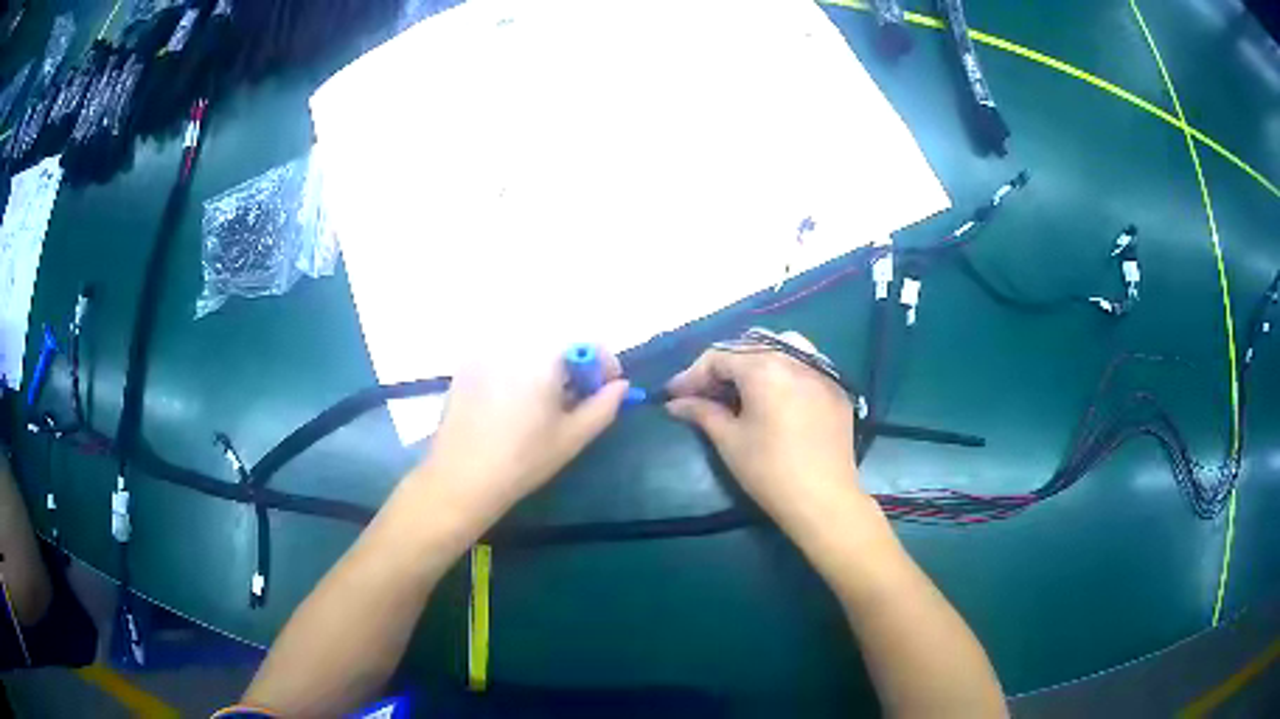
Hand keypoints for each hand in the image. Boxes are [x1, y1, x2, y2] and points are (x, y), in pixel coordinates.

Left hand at [421, 346, 630, 523]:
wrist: (461, 477)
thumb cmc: (523, 459)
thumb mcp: (572, 436)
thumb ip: (604, 406)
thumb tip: (619, 386)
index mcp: (542, 355)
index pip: (586, 344)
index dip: (604, 365)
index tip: (608, 389)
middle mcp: (513, 343)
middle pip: (555, 344)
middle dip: (573, 367)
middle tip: (576, 400)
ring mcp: (484, 353)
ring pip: (527, 351)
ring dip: (545, 369)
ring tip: (544, 405)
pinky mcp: (465, 368)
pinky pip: (502, 360)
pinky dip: (517, 373)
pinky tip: (512, 407)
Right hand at [664, 331, 863, 527]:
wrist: (823, 499)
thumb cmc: (769, 471)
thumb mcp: (729, 441)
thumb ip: (702, 412)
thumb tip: (676, 403)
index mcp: (764, 368)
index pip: (719, 357)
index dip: (692, 375)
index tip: (674, 395)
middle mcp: (794, 358)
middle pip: (749, 347)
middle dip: (722, 366)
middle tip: (704, 393)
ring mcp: (821, 371)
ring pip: (782, 346)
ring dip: (756, 359)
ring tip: (741, 385)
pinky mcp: (837, 389)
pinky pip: (806, 364)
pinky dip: (785, 369)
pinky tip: (776, 393)